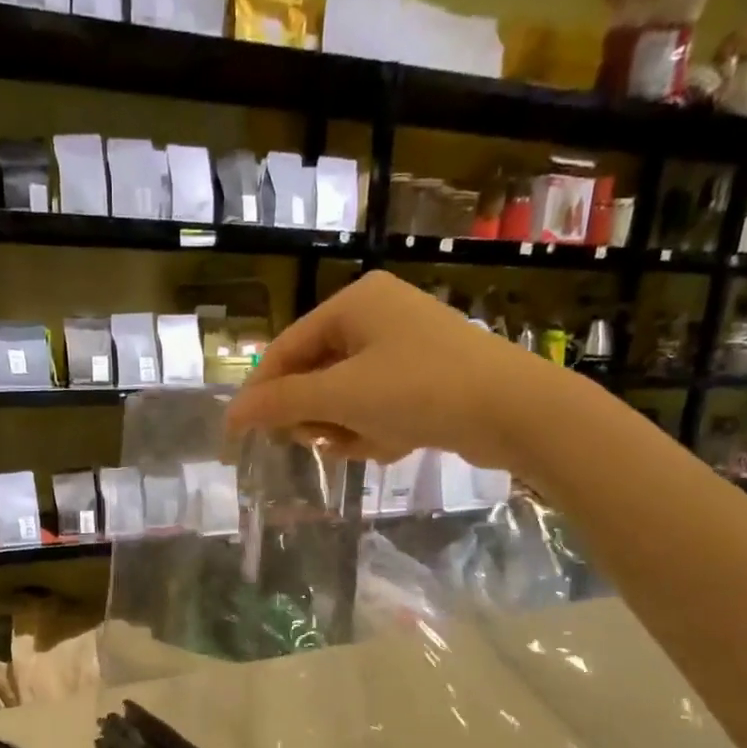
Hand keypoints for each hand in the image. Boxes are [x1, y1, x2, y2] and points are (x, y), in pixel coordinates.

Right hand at [224, 270, 573, 468]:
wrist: (513, 411)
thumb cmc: (419, 390)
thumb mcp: (341, 396)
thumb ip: (282, 403)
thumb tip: (233, 414)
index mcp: (355, 302)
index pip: (287, 348)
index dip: (262, 392)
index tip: (241, 433)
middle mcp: (378, 316)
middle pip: (316, 374)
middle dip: (316, 414)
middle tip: (317, 440)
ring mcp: (405, 347)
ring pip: (346, 396)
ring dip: (348, 427)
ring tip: (367, 443)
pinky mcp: (426, 378)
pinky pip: (378, 406)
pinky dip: (377, 430)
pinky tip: (396, 444)